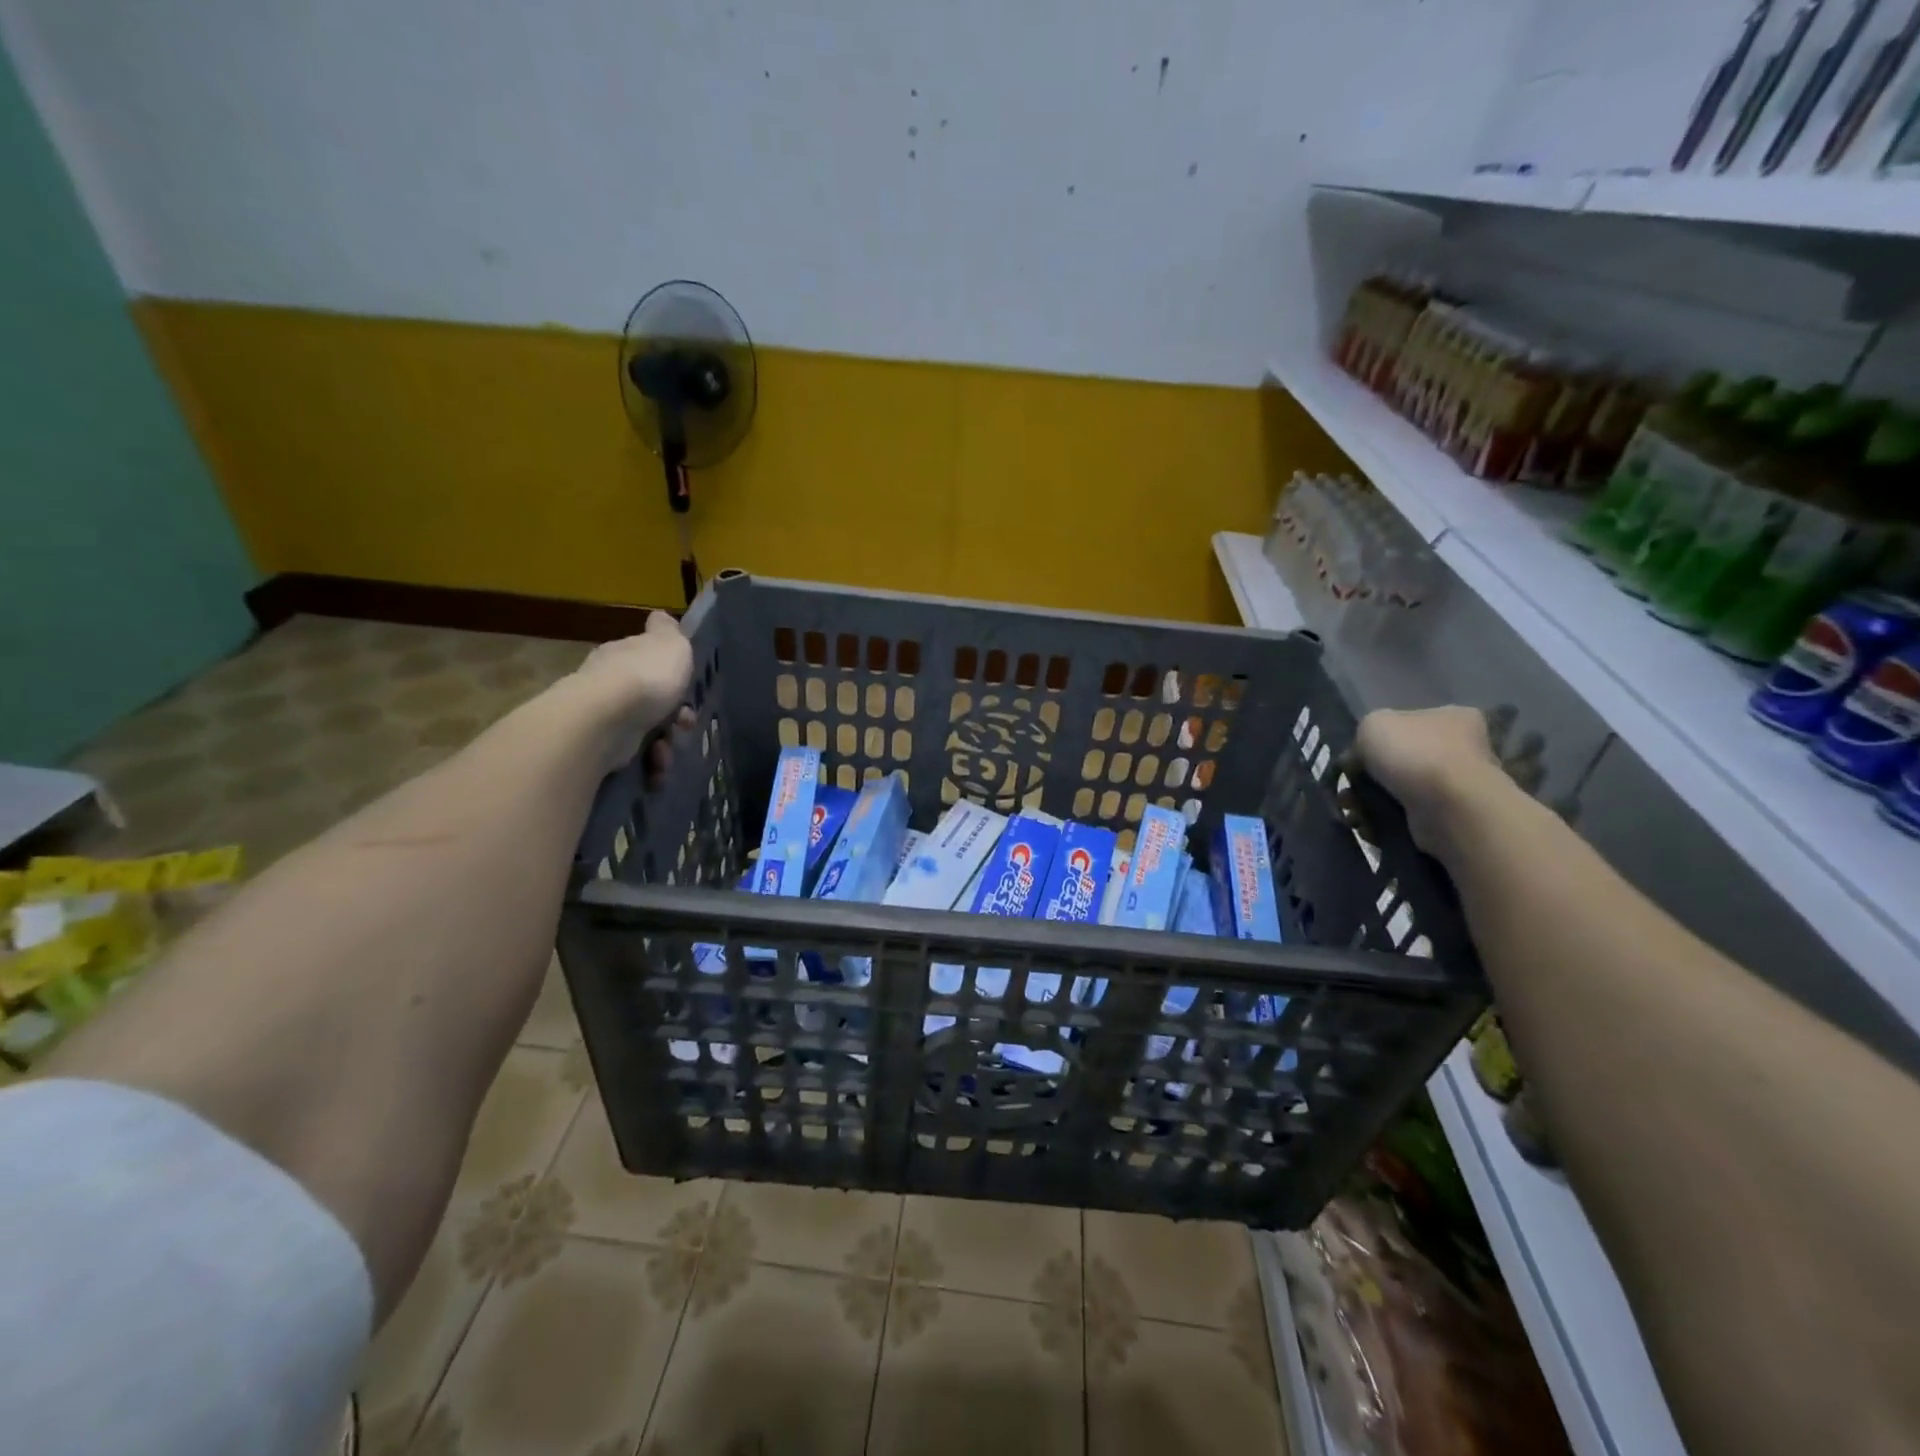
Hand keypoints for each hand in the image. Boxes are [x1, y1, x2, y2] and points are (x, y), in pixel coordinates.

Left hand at [570, 612, 696, 779]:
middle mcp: (609, 682)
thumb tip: (660, 617)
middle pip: (652, 701)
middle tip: (685, 727)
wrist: (605, 720)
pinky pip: (633, 757)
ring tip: (667, 755)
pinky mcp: (598, 747)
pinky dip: (649, 765)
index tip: (690, 695)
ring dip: (665, 747)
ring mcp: (602, 716)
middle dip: (675, 719)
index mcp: (624, 654)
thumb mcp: (670, 645)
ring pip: (646, 732)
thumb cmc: (646, 678)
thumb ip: (669, 632)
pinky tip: (656, 770)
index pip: (649, 662)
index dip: (675, 679)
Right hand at [1351, 706, 1504, 855]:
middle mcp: (1460, 750)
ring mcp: (1456, 787)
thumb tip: (1358, 759)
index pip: (1405, 724)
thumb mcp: (1373, 724)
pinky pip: (1403, 818)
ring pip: (1395, 793)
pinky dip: (1380, 822)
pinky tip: (1366, 826)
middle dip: (1364, 779)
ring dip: (1366, 803)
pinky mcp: (1447, 820)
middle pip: (1397, 762)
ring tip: (1351, 811)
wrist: (1449, 807)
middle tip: (1346, 791)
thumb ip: (1362, 736)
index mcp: (1452, 718)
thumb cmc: (1415, 754)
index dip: (1373, 741)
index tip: (1353, 758)